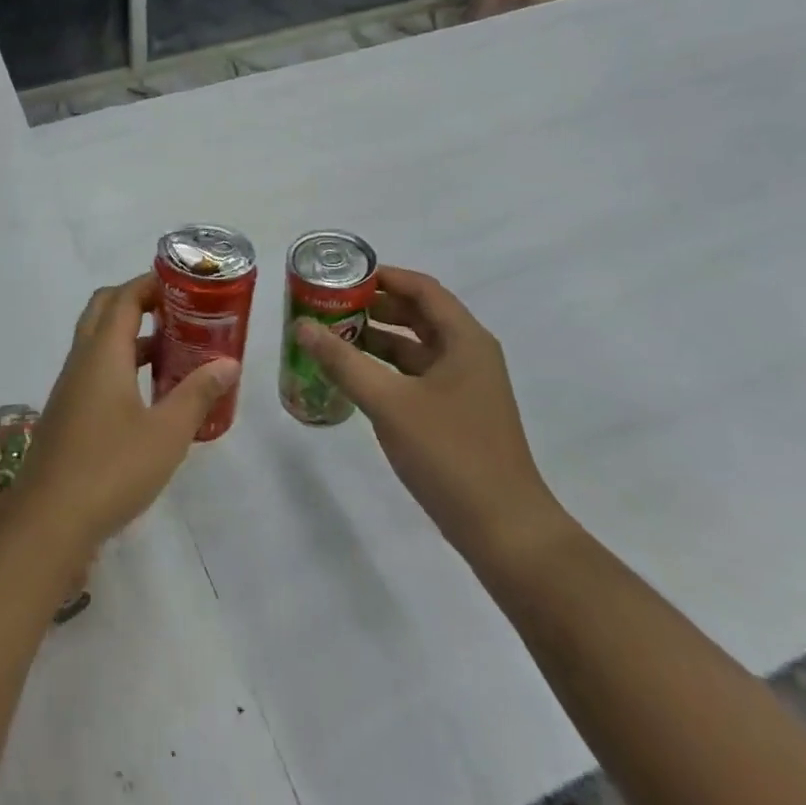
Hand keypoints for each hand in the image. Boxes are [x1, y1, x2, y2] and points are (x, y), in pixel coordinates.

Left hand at [18, 273, 238, 551]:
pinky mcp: (68, 413)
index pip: (124, 297)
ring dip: (131, 336)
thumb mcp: (167, 433)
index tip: (184, 284)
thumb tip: (229, 363)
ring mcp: (70, 387)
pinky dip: (122, 365)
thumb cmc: (112, 468)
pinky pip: (96, 370)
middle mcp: (82, 360)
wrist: (48, 520)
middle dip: (138, 302)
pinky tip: (150, 395)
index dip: (151, 284)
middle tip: (177, 311)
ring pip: (99, 343)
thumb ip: (198, 394)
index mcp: (103, 353)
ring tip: (174, 349)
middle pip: (105, 310)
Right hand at [295, 267, 566, 562]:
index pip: (422, 288)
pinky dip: (386, 369)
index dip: (383, 276)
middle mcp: (468, 354)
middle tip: (329, 305)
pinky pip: (416, 376)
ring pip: (415, 347)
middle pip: (418, 314)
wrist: (503, 528)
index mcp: (465, 340)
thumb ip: (343, 362)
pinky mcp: (456, 413)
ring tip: (332, 336)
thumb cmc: (450, 453)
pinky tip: (354, 377)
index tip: (341, 275)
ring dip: (377, 338)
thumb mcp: (389, 403)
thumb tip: (302, 327)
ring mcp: (464, 386)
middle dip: (374, 307)